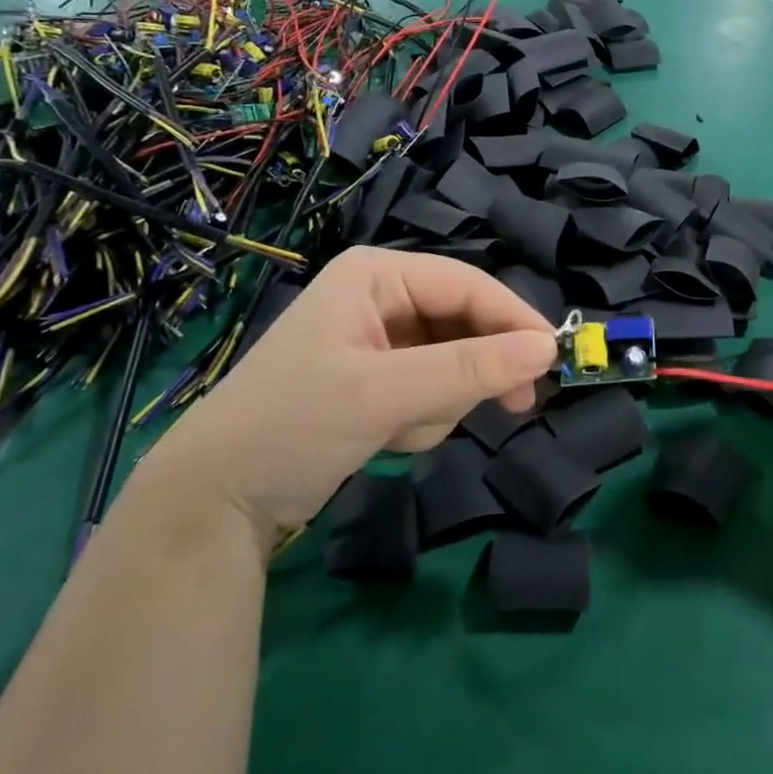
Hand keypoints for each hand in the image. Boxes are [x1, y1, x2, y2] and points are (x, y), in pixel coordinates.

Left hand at [135, 247, 555, 545]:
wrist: (217, 498)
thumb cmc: (294, 424)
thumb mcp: (386, 394)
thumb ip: (470, 369)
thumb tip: (548, 348)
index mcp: (377, 275)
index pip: (468, 285)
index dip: (514, 318)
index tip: (555, 357)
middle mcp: (381, 297)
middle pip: (464, 323)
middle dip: (471, 373)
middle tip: (517, 407)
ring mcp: (379, 338)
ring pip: (454, 361)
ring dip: (442, 402)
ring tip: (401, 430)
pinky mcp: (378, 377)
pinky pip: (432, 388)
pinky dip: (423, 416)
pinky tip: (389, 438)